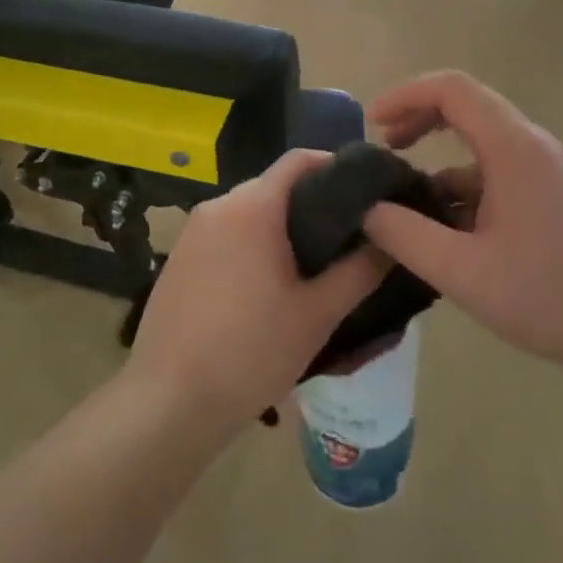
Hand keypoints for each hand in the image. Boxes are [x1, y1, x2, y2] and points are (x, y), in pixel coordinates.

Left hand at [127, 150, 388, 431]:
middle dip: (310, 204)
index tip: (365, 191)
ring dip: (279, 228)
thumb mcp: (318, 314)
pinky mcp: (178, 257)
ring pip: (248, 212)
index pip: (299, 160)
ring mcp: (191, 231)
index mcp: (252, 207)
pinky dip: (250, 244)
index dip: (335, 166)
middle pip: (274, 186)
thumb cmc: (252, 353)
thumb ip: (359, 270)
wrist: (170, 402)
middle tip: (346, 237)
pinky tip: (266, 285)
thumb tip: (391, 239)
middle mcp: (217, 206)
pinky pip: (224, 234)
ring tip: (311, 264)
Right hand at [360, 71, 562, 390]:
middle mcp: (529, 145)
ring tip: (401, 196)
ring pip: (477, 141)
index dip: (405, 95)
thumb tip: (366, 208)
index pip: (452, 89)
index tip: (372, 124)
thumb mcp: (462, 271)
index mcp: (511, 148)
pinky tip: (440, 227)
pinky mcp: (546, 194)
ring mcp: (541, 169)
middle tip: (382, 149)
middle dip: (417, 118)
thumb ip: (404, 235)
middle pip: (465, 105)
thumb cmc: (549, 295)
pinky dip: (458, 184)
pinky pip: (492, 171)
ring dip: (436, 156)